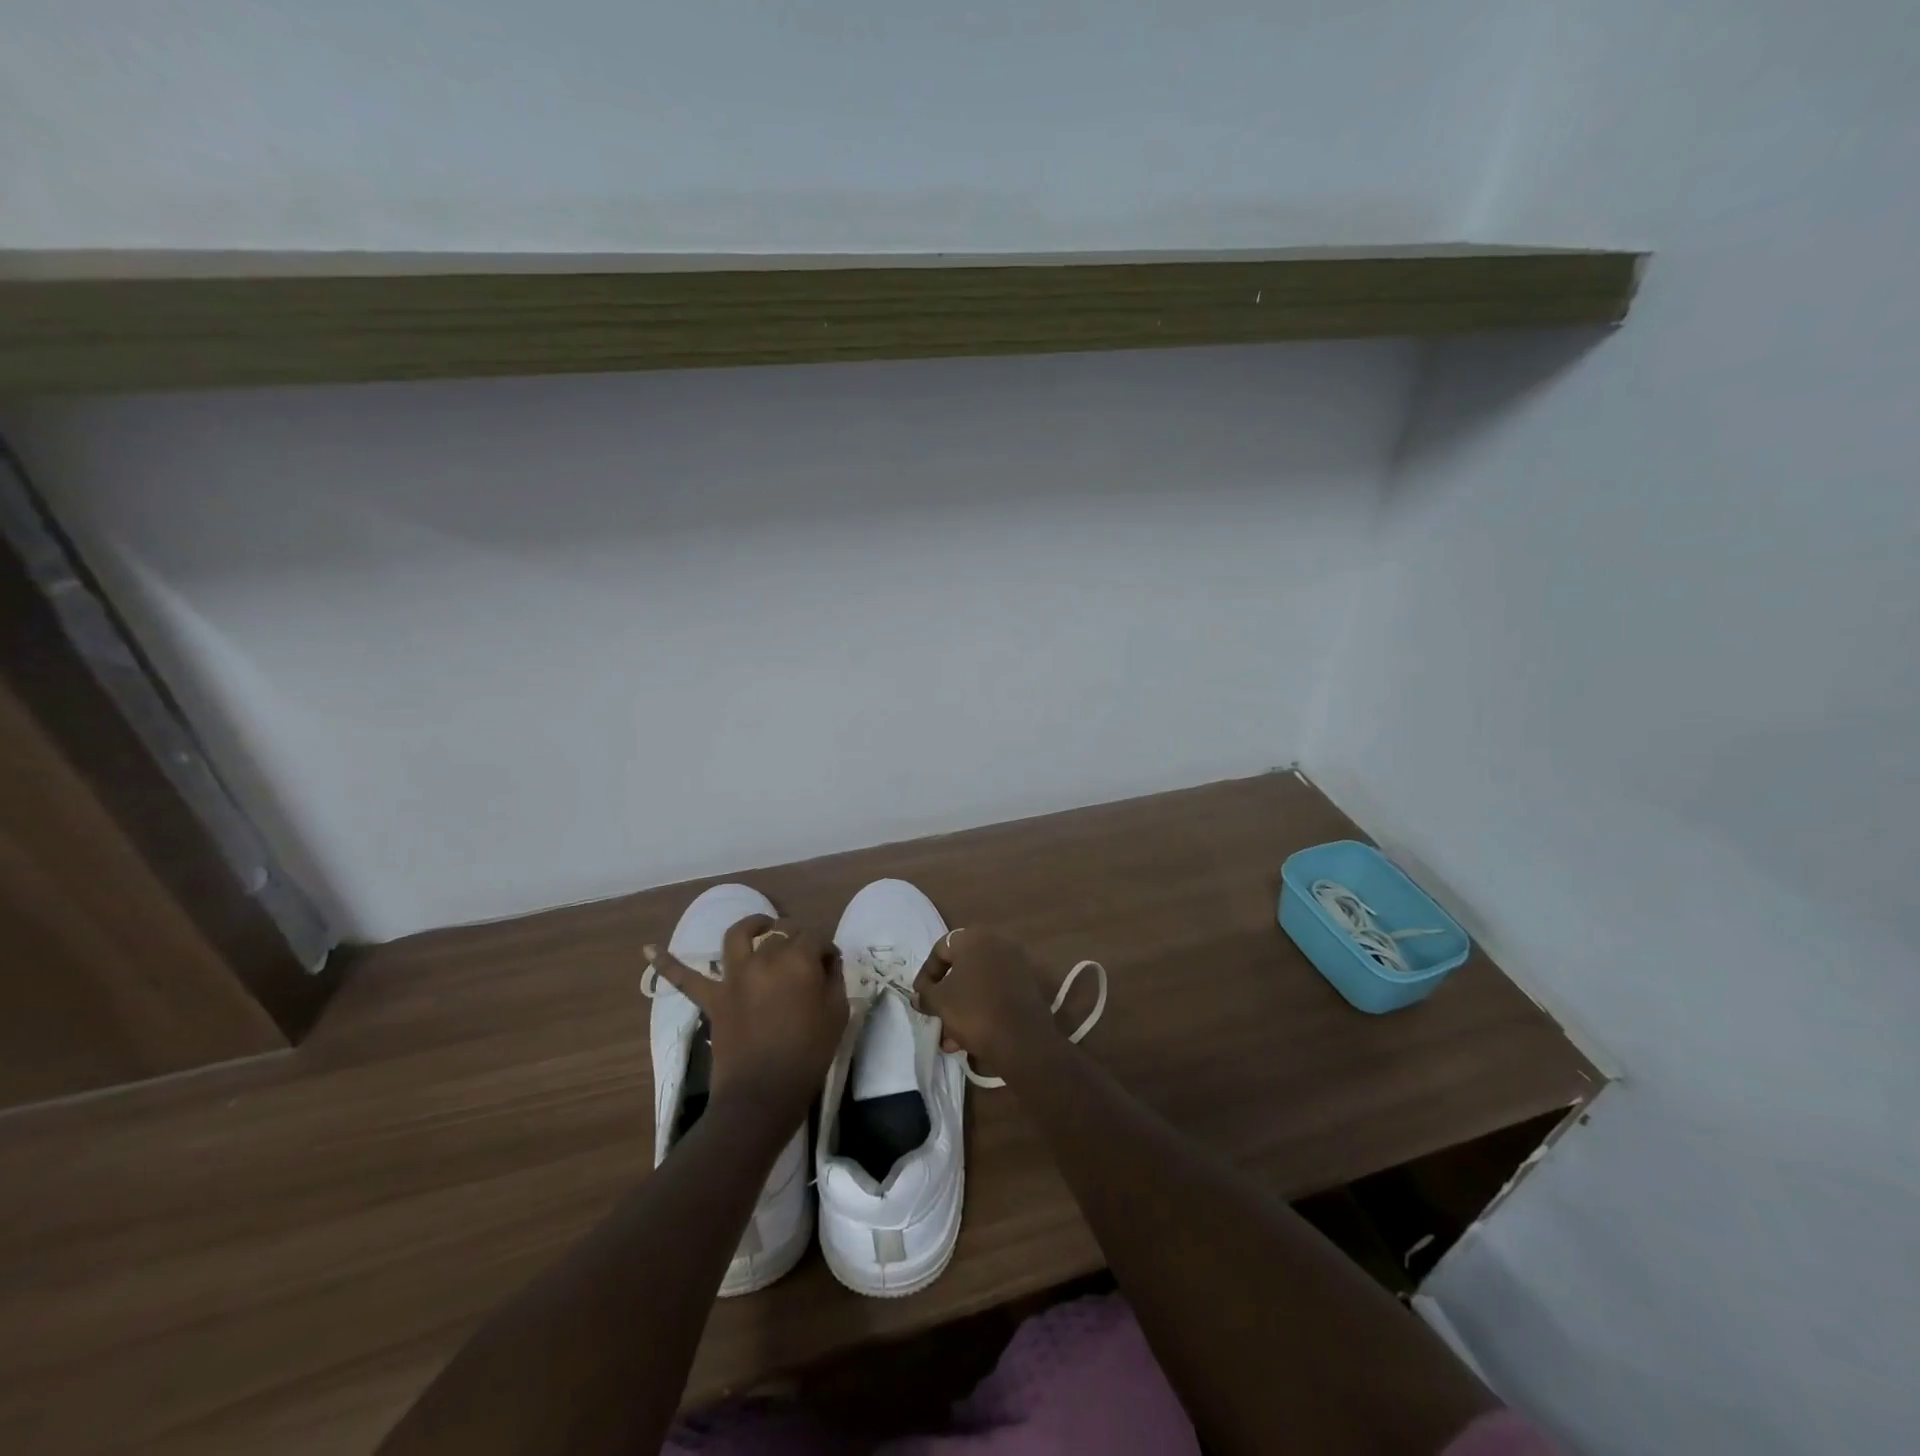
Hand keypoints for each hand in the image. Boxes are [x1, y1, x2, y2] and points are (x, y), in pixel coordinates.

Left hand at [647, 916, 847, 1112]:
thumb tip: (825, 963)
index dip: (826, 949)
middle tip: (807, 958)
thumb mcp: (837, 1013)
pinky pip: (684, 979)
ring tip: (762, 926)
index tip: (831, 966)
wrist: (763, 1094)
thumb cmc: (808, 1054)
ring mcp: (734, 977)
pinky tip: (648, 950)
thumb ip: (833, 979)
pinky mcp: (713, 999)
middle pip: (782, 933)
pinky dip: (666, 963)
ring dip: (752, 925)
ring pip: (738, 935)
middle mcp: (764, 958)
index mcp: (797, 960)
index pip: (816, 937)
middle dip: (798, 939)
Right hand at [914, 928, 1059, 1078]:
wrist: (1022, 1040)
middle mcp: (997, 944)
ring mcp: (1016, 964)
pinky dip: (980, 1009)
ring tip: (950, 1039)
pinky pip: (995, 992)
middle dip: (945, 995)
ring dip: (960, 1008)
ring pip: (978, 983)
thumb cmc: (974, 1011)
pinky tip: (969, 1038)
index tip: (919, 996)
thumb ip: (925, 994)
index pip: (941, 949)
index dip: (926, 973)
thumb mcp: (940, 1002)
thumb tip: (918, 995)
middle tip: (935, 1016)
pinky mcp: (1027, 986)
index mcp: (975, 938)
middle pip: (961, 967)